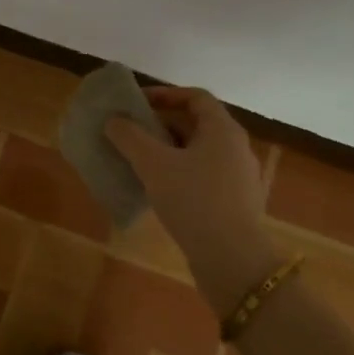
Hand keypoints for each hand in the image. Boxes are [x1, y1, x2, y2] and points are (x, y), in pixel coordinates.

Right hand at [106, 86, 275, 309]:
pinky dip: (180, 176)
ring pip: (199, 154)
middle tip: (131, 133)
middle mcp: (236, 148)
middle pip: (197, 125)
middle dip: (162, 125)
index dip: (165, 94)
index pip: (196, 97)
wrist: (232, 260)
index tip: (137, 103)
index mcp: (223, 130)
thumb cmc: (193, 200)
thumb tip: (114, 120)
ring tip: (139, 163)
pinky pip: (204, 178)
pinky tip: (159, 192)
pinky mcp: (235, 204)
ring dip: (169, 152)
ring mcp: (239, 178)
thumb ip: (130, 136)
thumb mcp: (153, 164)